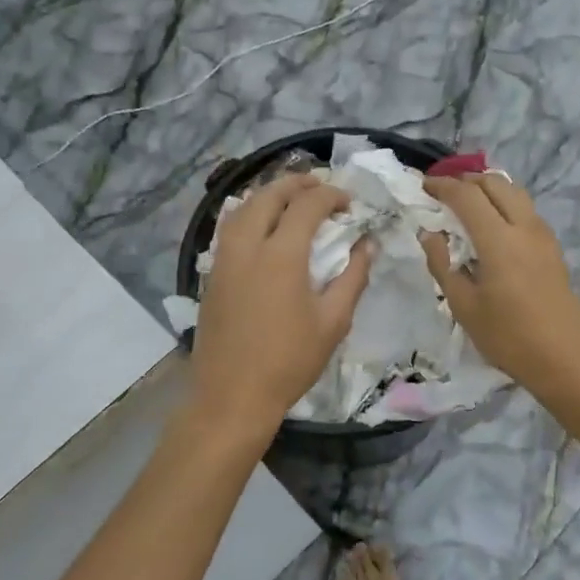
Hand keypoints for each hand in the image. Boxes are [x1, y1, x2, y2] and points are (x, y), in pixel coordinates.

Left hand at [189, 174, 372, 438]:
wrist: (232, 396)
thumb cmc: (289, 362)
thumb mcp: (333, 322)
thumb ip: (353, 277)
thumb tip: (368, 245)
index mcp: (281, 255)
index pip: (307, 205)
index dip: (330, 195)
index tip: (349, 203)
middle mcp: (247, 246)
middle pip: (268, 195)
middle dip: (296, 183)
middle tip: (320, 187)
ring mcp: (223, 259)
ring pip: (242, 207)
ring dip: (269, 194)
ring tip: (291, 200)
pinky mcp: (211, 274)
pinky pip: (229, 227)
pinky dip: (249, 213)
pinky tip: (263, 227)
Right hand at [421, 173, 579, 395]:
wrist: (567, 358)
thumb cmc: (509, 336)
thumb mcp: (464, 306)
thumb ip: (443, 265)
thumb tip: (429, 235)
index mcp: (498, 239)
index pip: (467, 196)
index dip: (443, 186)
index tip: (424, 186)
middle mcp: (524, 227)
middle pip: (495, 183)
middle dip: (467, 180)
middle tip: (444, 191)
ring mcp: (543, 236)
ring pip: (515, 193)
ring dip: (489, 189)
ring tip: (467, 203)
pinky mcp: (553, 248)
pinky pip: (526, 210)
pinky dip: (505, 204)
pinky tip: (493, 225)